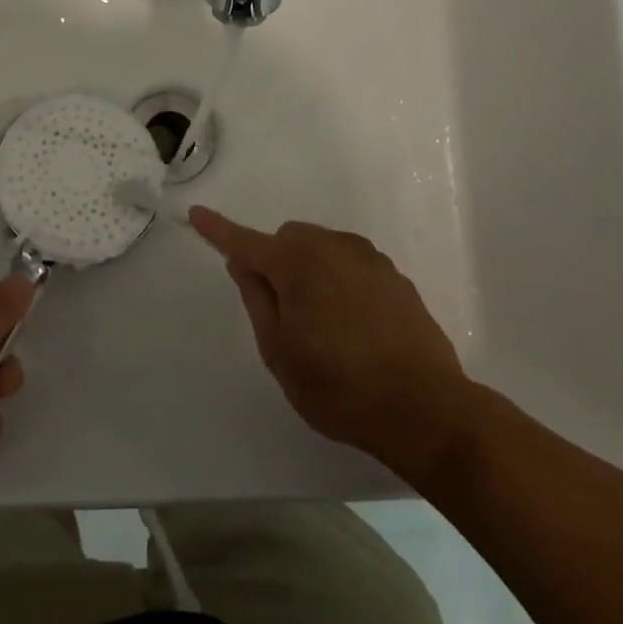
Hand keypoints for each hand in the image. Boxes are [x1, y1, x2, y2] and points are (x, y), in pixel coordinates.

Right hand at [191, 207, 477, 480]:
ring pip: (321, 248)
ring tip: (324, 326)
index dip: (218, 230)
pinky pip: (351, 264)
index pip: (245, 241)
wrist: (426, 410)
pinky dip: (339, 280)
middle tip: (284, 314)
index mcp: (297, 263)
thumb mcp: (279, 352)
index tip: (197, 213)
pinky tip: (355, 326)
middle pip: (288, 238)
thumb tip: (243, 263)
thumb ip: (257, 299)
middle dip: (276, 262)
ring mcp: (369, 259)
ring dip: (309, 270)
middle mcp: (333, 247)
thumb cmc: (339, 387)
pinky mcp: (395, 276)